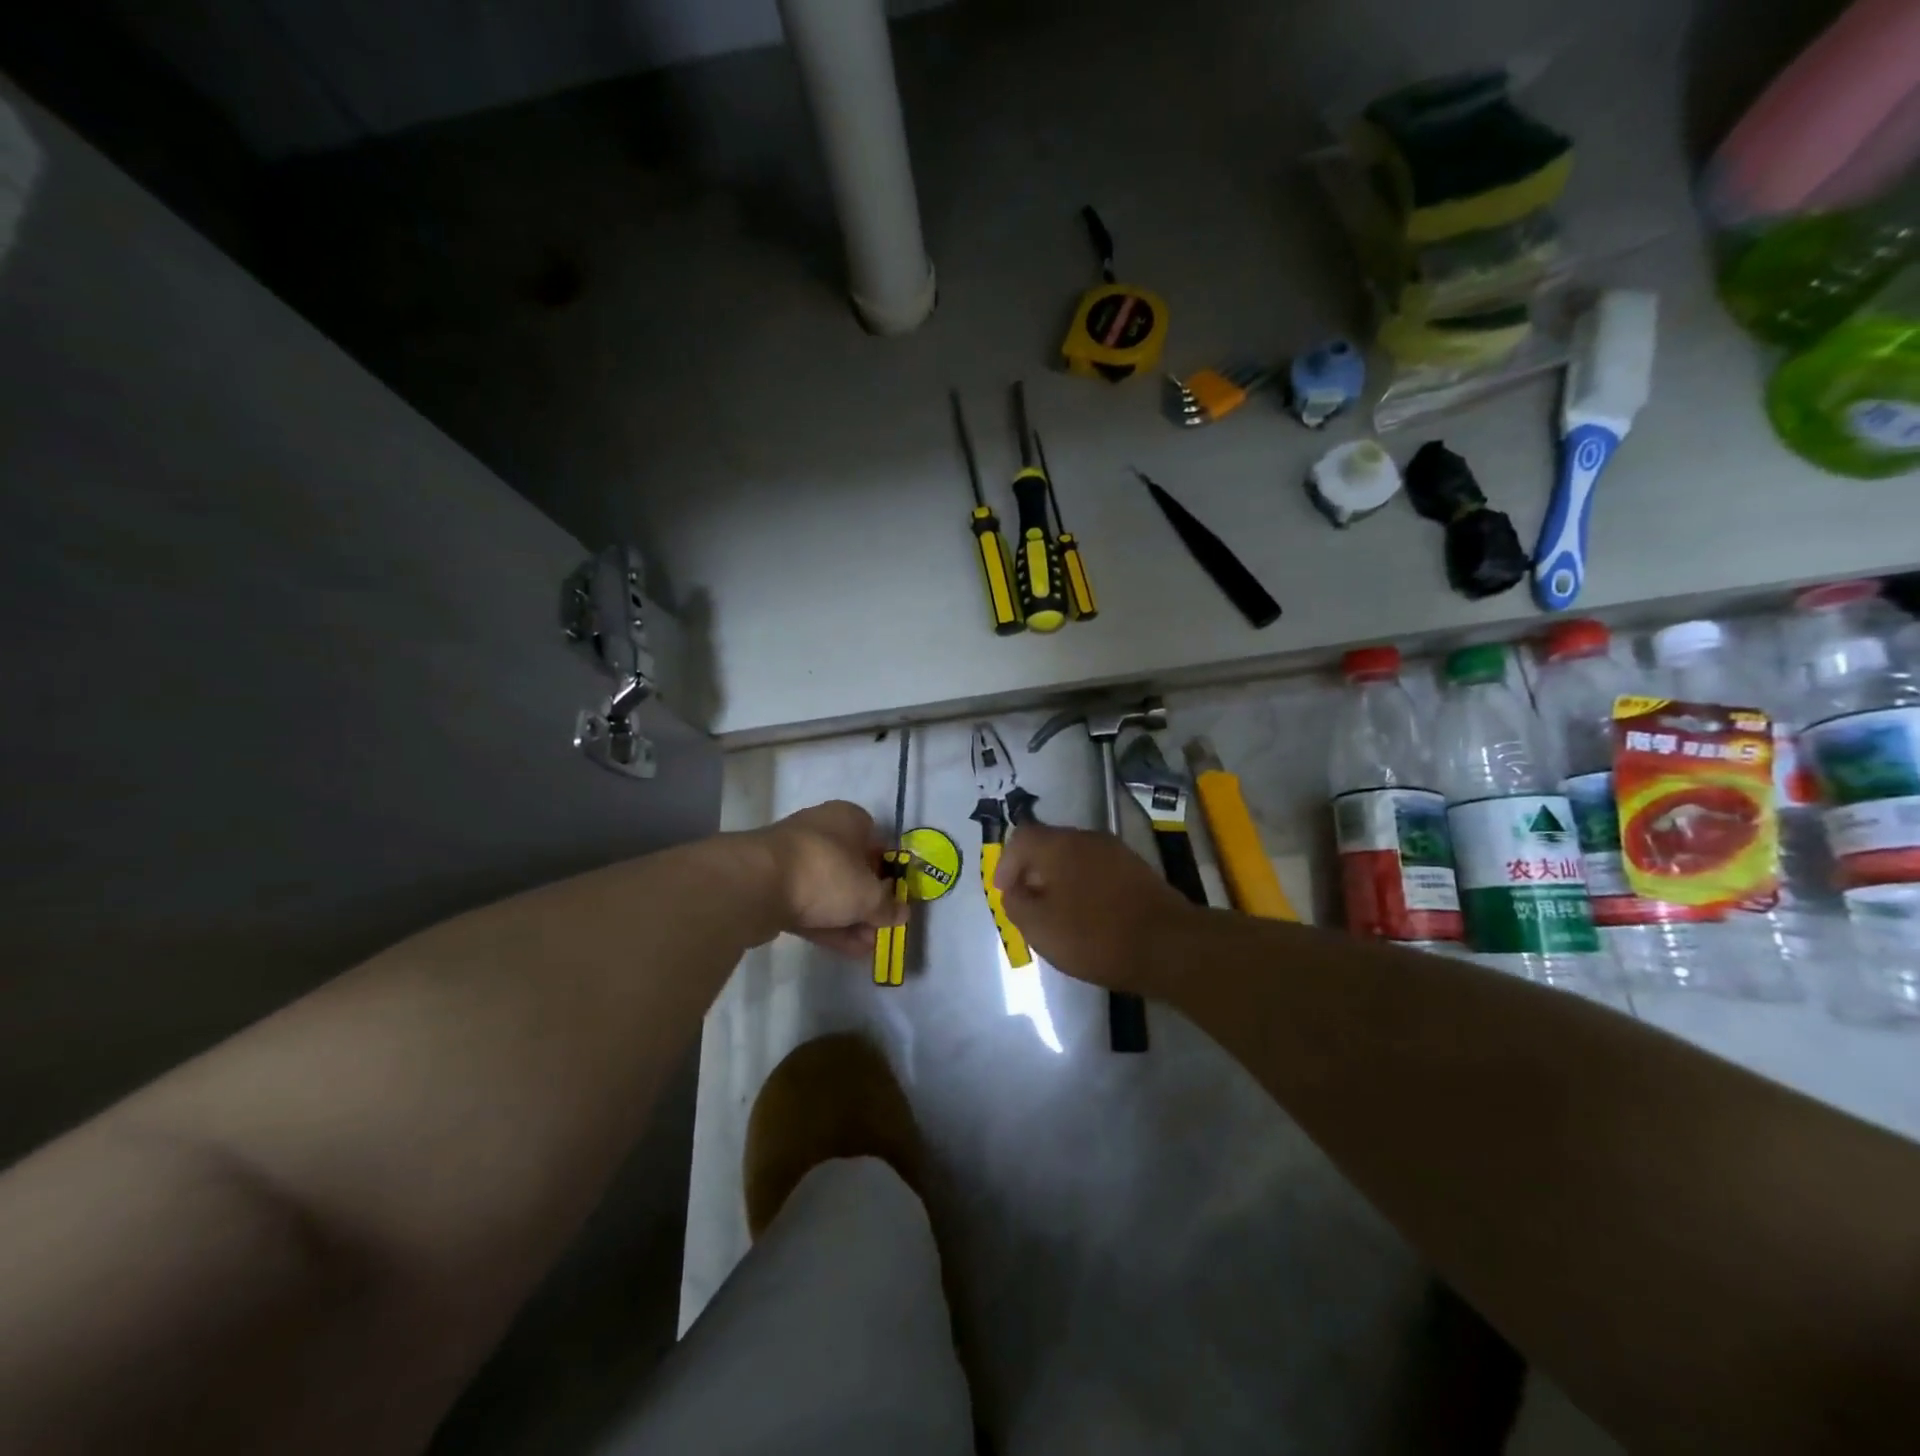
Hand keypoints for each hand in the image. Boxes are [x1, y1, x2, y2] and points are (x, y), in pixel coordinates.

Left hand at [753, 800, 905, 957]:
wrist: (756, 884)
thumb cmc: (826, 873)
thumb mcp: (869, 894)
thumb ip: (888, 906)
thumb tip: (901, 913)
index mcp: (848, 819)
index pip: (877, 841)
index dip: (889, 871)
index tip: (896, 898)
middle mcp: (821, 831)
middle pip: (853, 868)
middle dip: (869, 902)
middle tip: (882, 929)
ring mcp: (794, 859)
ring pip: (830, 891)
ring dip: (850, 919)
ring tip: (868, 948)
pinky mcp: (773, 886)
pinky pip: (809, 906)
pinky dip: (829, 925)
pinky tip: (848, 950)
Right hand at [995, 823, 1197, 995]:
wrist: (1169, 945)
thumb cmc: (1094, 935)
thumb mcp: (1039, 927)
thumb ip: (1016, 904)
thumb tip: (1014, 891)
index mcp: (1058, 845)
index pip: (1021, 839)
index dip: (1006, 864)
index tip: (1005, 893)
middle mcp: (1086, 838)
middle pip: (1049, 846)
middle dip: (1033, 872)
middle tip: (1028, 904)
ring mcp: (1116, 851)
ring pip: (1075, 858)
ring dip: (1060, 880)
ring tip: (1057, 913)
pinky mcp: (1137, 870)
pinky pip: (1097, 871)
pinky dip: (1084, 887)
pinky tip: (1088, 915)